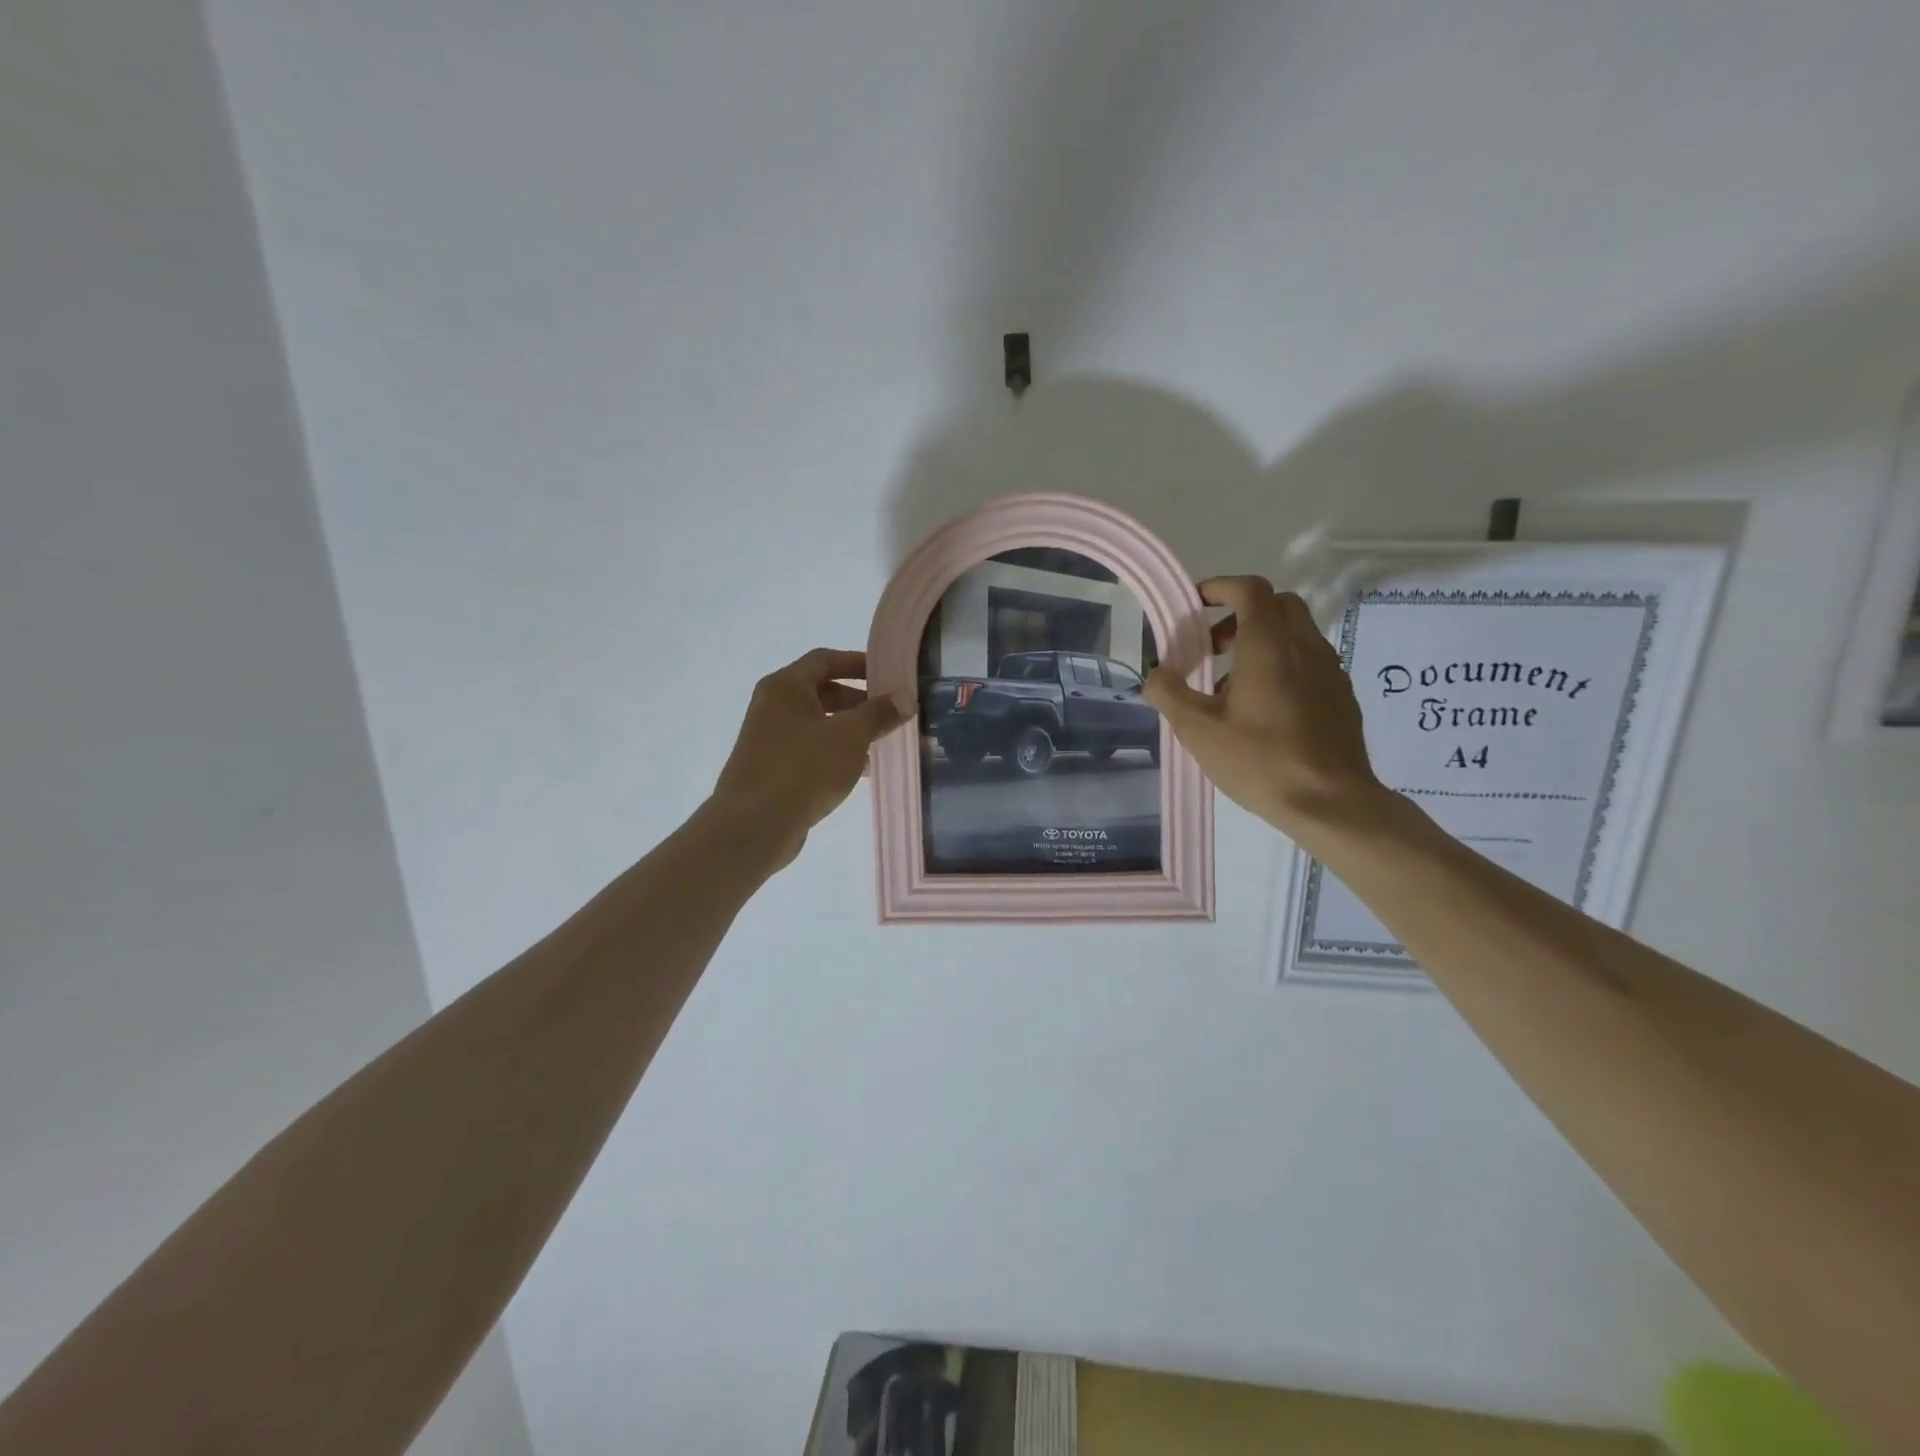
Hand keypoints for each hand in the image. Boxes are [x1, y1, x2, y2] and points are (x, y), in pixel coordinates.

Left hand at [709, 648, 910, 869]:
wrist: (753, 826)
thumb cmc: (802, 768)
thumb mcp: (850, 736)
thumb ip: (879, 713)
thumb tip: (905, 697)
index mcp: (786, 686)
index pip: (825, 659)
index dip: (859, 663)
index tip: (889, 675)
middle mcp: (774, 706)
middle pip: (823, 691)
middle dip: (860, 701)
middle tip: (892, 712)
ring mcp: (771, 738)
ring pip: (820, 724)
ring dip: (852, 730)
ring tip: (884, 742)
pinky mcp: (774, 768)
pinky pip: (812, 750)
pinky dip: (837, 753)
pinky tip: (863, 771)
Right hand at [1143, 576, 1386, 843]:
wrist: (1331, 803)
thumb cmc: (1260, 761)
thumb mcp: (1198, 730)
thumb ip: (1169, 694)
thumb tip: (1155, 675)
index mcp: (1269, 645)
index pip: (1249, 589)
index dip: (1219, 588)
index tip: (1194, 604)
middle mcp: (1305, 646)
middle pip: (1276, 604)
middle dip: (1240, 614)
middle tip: (1212, 646)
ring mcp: (1330, 670)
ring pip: (1295, 633)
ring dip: (1261, 641)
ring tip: (1231, 685)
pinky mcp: (1342, 696)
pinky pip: (1309, 661)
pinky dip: (1283, 665)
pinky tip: (1264, 708)